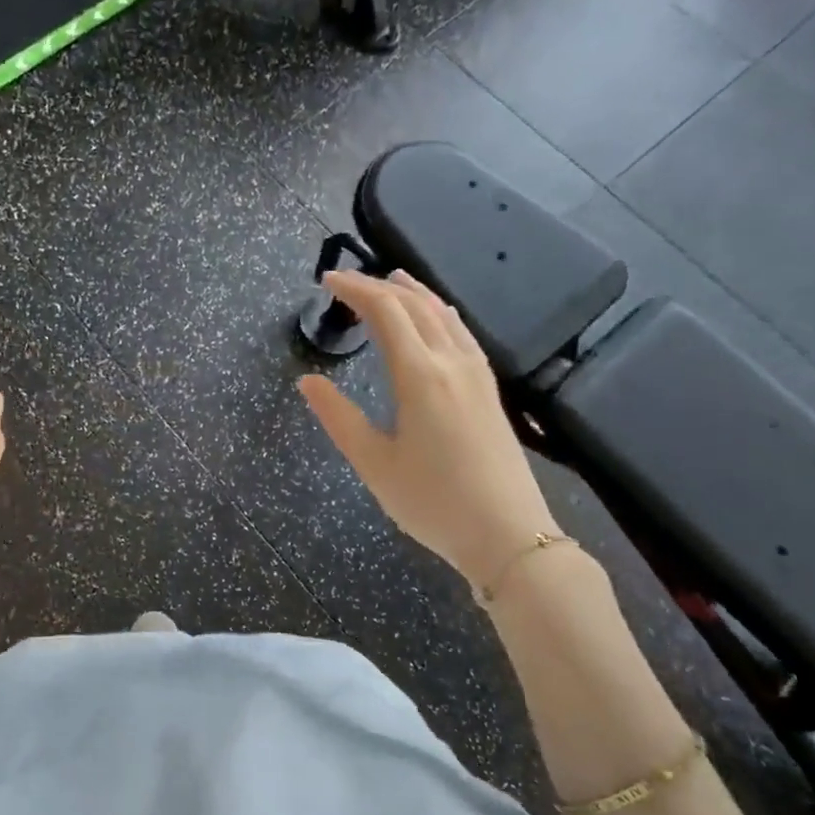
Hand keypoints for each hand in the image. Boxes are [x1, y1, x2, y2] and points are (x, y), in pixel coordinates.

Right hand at [299, 270, 556, 591]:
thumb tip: (307, 381)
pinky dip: (439, 311)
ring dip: (413, 292)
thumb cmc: (432, 501)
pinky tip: (436, 317)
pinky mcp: (490, 388)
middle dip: (378, 285)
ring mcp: (477, 373)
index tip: (327, 280)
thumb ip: (338, 417)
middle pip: (415, 304)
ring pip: (443, 313)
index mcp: (419, 375)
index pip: (386, 311)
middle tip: (346, 283)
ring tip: (390, 281)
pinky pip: (461, 331)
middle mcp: (451, 362)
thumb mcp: (373, 463)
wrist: (507, 534)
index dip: (355, 289)